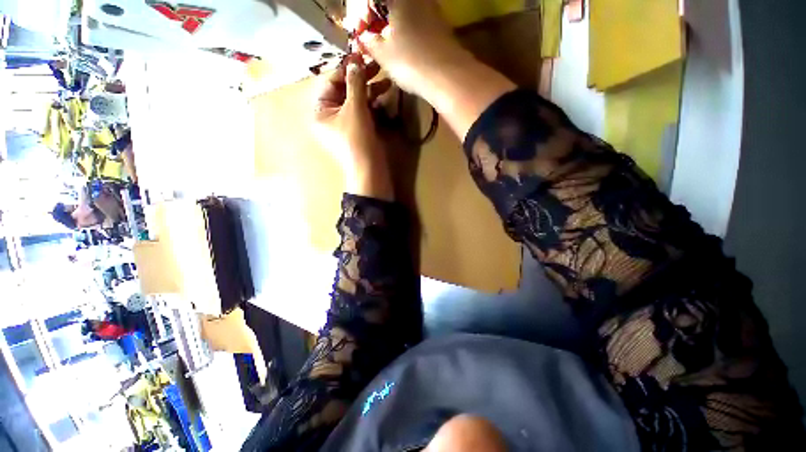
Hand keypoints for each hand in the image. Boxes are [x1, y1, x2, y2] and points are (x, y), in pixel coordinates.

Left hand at [313, 54, 394, 199]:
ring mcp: (345, 123)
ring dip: (370, 90)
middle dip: (361, 79)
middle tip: (376, 66)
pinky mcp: (358, 130)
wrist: (369, 170)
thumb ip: (355, 83)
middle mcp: (330, 115)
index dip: (346, 68)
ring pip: (356, 101)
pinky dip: (373, 104)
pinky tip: (385, 95)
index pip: (331, 81)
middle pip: (344, 90)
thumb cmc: (356, 140)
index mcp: (320, 110)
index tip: (360, 54)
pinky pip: (364, 112)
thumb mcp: (354, 109)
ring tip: (386, 81)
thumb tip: (355, 60)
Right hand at [346, 0, 463, 96]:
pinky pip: (419, 24)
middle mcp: (418, 0)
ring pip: (407, 13)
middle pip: (392, 5)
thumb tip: (364, 38)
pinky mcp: (442, 28)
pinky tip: (406, 50)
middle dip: (379, 20)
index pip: (373, 0)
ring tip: (388, 47)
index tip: (359, 32)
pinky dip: (409, 33)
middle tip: (373, 38)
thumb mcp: (383, 54)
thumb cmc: (410, 62)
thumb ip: (369, 42)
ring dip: (394, 27)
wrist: (447, 76)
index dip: (363, 14)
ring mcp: (433, 12)